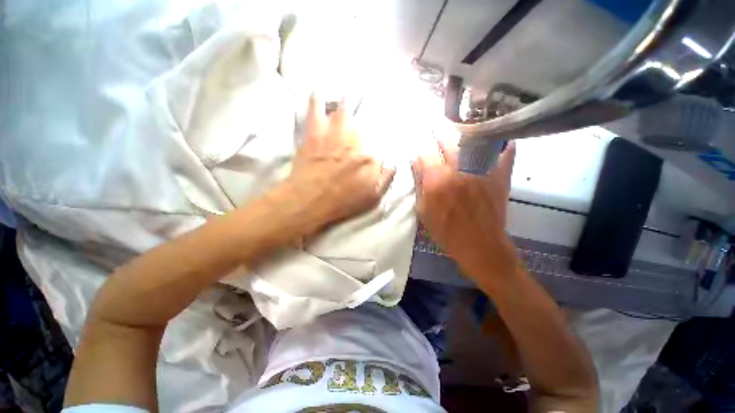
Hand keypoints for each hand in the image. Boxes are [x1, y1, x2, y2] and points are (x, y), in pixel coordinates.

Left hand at [284, 95, 394, 235]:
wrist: (310, 200)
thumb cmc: (342, 202)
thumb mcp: (372, 197)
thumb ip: (386, 179)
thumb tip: (393, 164)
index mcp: (370, 158)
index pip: (381, 145)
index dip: (379, 142)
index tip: (378, 142)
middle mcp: (355, 141)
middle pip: (363, 123)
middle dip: (365, 115)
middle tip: (366, 105)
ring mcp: (334, 134)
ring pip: (343, 111)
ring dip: (346, 102)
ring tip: (348, 94)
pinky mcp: (314, 132)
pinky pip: (315, 109)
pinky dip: (317, 100)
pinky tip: (318, 92)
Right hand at [412, 140, 518, 282]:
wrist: (480, 246)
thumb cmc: (446, 232)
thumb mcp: (424, 212)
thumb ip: (419, 187)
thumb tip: (417, 166)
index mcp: (437, 181)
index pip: (424, 156)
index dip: (420, 155)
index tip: (420, 157)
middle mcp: (458, 170)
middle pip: (447, 142)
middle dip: (439, 138)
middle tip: (436, 136)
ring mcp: (482, 171)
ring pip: (472, 141)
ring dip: (464, 135)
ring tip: (460, 132)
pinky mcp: (499, 176)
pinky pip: (504, 153)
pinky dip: (502, 145)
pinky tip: (498, 141)